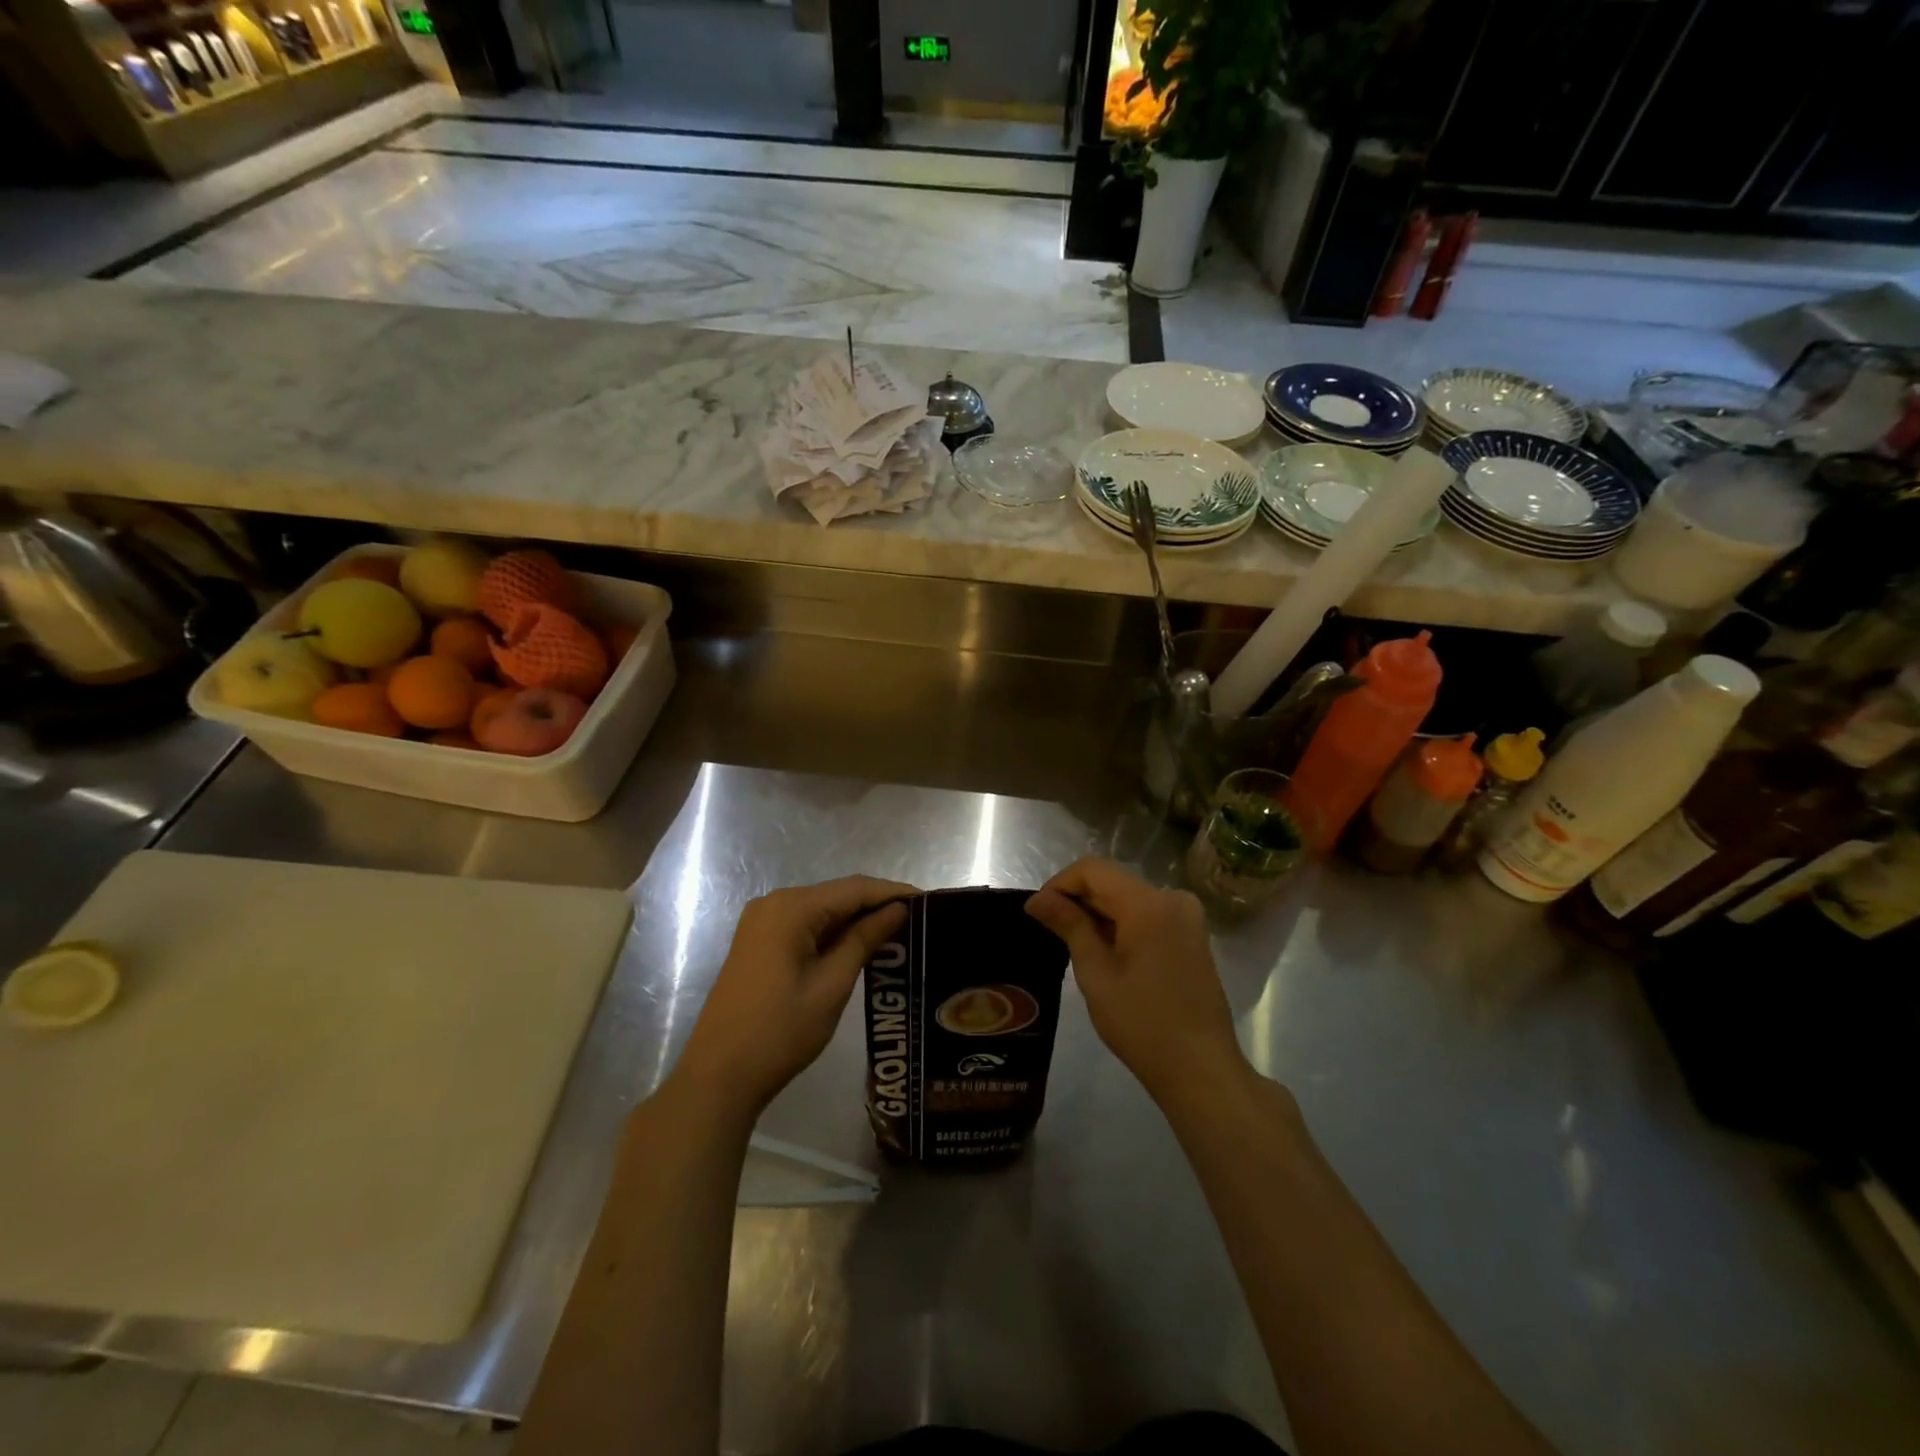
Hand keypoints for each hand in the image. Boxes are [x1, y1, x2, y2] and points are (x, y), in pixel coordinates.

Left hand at [672, 876, 914, 1118]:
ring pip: (821, 910)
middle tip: (918, 920)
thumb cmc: (780, 1032)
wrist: (718, 1076)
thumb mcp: (832, 985)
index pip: (854, 888)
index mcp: (791, 908)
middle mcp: (774, 904)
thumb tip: (897, 910)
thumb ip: (864, 939)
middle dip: (876, 905)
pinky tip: (859, 945)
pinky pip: (805, 926)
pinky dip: (833, 933)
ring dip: (856, 920)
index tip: (929, 901)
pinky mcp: (758, 942)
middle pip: (837, 895)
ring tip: (898, 933)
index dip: (893, 892)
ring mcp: (761, 922)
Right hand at [1026, 858, 1244, 1103]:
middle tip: (1048, 929)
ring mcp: (1187, 917)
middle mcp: (1173, 898)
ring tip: (1072, 943)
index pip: (1093, 870)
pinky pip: (1147, 915)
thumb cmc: (1142, 1023)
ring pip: (1129, 898)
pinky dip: (1121, 925)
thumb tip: (1037, 899)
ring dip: (1098, 913)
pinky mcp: (1192, 936)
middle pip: (1113, 881)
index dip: (1059, 884)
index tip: (1037, 911)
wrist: (1201, 1070)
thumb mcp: (1096, 973)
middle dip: (1078, 899)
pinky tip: (1104, 952)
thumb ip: (1069, 925)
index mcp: (1149, 903)